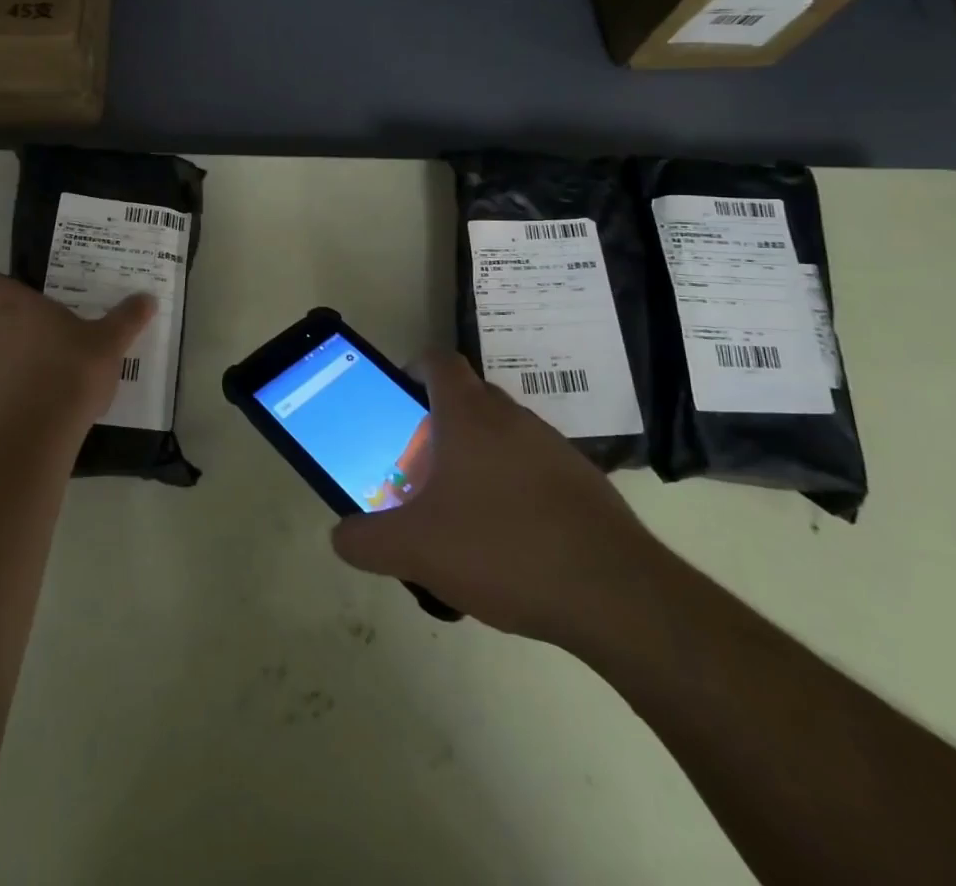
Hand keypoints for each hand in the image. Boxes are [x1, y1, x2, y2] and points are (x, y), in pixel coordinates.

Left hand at [0, 274, 155, 444]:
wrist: (36, 434)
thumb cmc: (73, 374)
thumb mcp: (110, 343)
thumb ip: (127, 318)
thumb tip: (147, 298)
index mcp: (18, 308)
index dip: (2, 290)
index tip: (23, 303)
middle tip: (31, 341)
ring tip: (23, 381)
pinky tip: (11, 411)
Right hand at [331, 352, 665, 648]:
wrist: (615, 594)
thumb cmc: (502, 549)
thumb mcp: (416, 550)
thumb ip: (367, 541)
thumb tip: (341, 536)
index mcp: (469, 415)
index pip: (438, 361)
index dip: (413, 369)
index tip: (398, 401)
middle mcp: (512, 418)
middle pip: (467, 398)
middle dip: (438, 424)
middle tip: (419, 468)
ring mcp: (554, 447)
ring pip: (502, 435)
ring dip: (477, 458)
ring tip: (461, 512)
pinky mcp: (584, 482)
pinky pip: (534, 468)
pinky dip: (513, 488)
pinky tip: (509, 541)